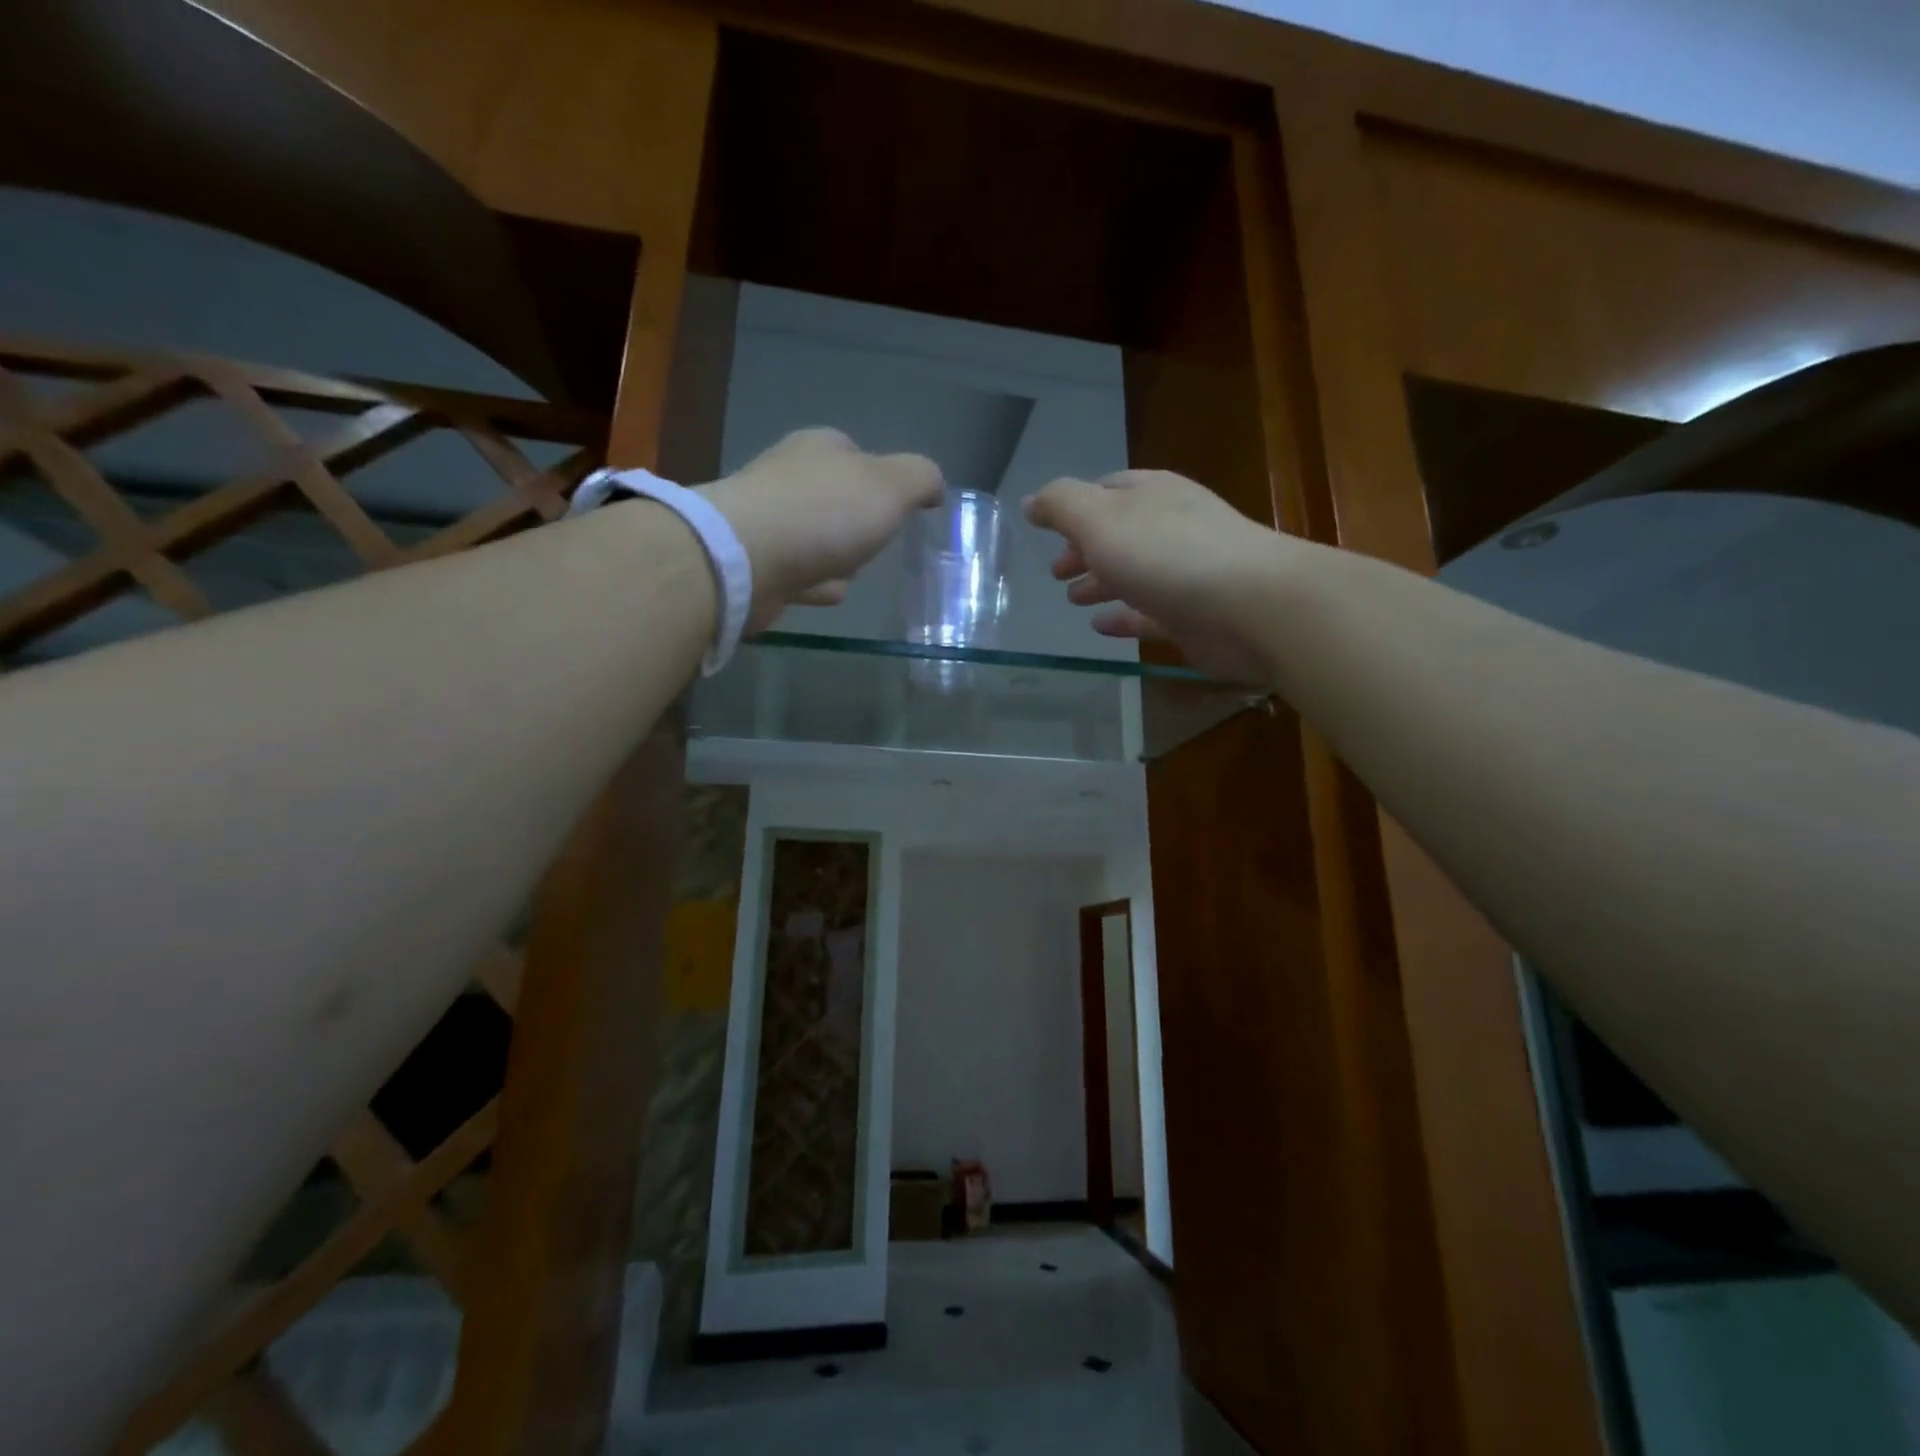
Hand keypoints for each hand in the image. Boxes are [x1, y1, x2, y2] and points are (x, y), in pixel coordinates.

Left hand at [699, 428, 944, 631]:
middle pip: (836, 499)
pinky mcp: (755, 564)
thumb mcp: (891, 486)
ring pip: (816, 538)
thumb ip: (921, 479)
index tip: (899, 510)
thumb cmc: (823, 513)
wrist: (744, 559)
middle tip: (877, 544)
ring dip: (836, 556)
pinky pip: (798, 573)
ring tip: (853, 574)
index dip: (883, 480)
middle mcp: (789, 478)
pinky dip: (815, 583)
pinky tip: (829, 594)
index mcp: (820, 448)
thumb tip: (934, 487)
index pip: (857, 454)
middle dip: (857, 522)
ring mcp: (768, 522)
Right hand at [1023, 469, 1292, 683]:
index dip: (1074, 509)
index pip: (1106, 491)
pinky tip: (1101, 627)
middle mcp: (1171, 527)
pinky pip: (1149, 614)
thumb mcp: (1100, 519)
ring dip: (1101, 583)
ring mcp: (1186, 573)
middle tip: (1055, 573)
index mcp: (1151, 495)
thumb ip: (1061, 506)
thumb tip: (1031, 501)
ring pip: (1134, 574)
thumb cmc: (1167, 553)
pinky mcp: (1194, 616)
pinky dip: (1124, 618)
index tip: (1046, 530)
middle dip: (1085, 550)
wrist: (1249, 605)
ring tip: (1072, 600)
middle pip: (1119, 535)